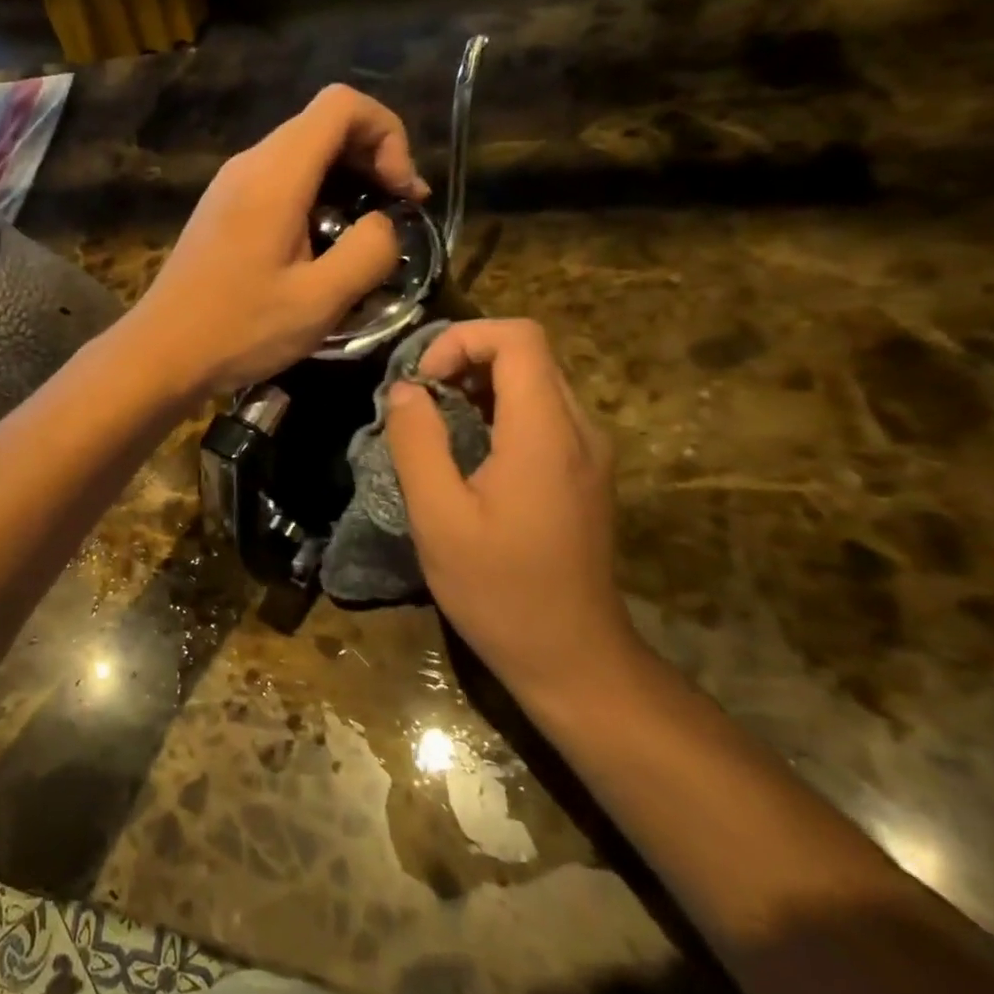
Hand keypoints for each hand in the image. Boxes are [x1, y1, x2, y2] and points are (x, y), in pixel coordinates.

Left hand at [131, 85, 426, 396]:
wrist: (161, 353)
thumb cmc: (239, 329)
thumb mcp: (320, 300)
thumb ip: (369, 251)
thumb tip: (384, 223)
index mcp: (274, 174)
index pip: (342, 104)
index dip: (387, 134)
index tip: (401, 191)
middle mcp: (249, 164)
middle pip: (323, 124)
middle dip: (372, 157)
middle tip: (396, 212)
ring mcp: (230, 186)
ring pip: (302, 153)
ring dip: (344, 181)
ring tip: (364, 234)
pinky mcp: (222, 210)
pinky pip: (279, 181)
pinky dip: (315, 197)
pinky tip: (321, 246)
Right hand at [384, 319, 638, 701]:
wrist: (571, 656)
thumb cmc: (499, 590)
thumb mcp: (439, 518)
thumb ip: (418, 443)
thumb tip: (406, 389)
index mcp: (545, 433)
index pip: (518, 337)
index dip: (462, 339)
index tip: (422, 380)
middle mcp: (578, 429)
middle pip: (528, 353)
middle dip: (466, 358)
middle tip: (420, 399)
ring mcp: (588, 451)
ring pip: (535, 380)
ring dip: (480, 384)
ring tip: (436, 422)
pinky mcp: (584, 471)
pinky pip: (542, 413)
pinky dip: (499, 409)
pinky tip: (468, 449)